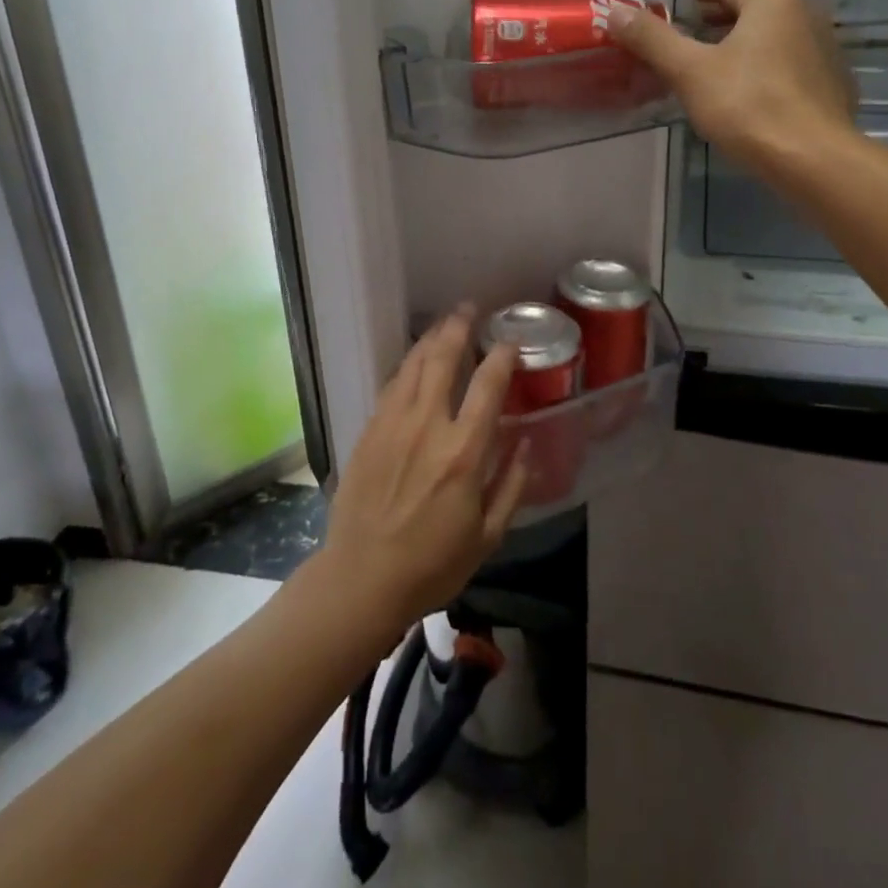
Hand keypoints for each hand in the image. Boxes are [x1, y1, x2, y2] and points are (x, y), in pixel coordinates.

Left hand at [322, 307, 529, 640]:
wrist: (362, 578)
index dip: (501, 358)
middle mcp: (427, 427)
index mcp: (463, 453)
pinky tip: (414, 360)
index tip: (510, 343)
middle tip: (469, 309)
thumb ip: (512, 485)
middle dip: (458, 328)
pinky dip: (406, 365)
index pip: (487, 387)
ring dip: (430, 338)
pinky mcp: (369, 432)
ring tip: (444, 322)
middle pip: (442, 360)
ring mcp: (392, 425)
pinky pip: (390, 386)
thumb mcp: (488, 536)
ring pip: (412, 365)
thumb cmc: (432, 564)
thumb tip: (526, 443)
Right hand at [609, 0, 858, 175]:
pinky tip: (750, 86)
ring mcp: (825, 48)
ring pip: (775, 33)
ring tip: (718, 55)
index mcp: (772, 1)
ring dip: (745, 38)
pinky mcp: (832, 82)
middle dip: (723, 13)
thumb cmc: (747, 105)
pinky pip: (791, 60)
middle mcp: (805, 14)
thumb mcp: (689, 71)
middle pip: (757, 5)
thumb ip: (653, 39)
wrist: (811, 156)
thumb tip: (616, 12)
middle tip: (696, 23)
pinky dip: (766, 61)